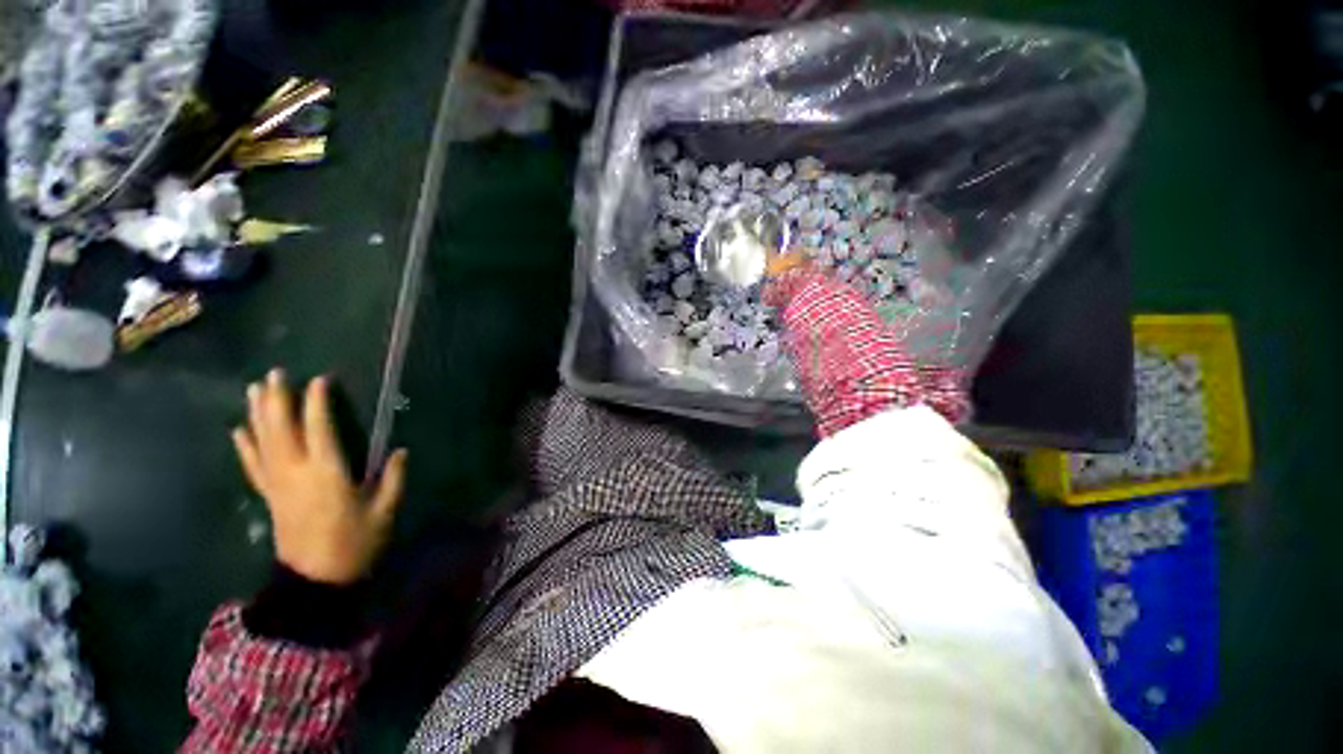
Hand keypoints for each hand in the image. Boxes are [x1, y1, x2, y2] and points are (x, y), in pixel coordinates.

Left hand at [232, 369, 407, 584]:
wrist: (314, 581)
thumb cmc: (354, 543)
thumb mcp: (383, 511)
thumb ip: (394, 479)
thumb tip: (401, 451)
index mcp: (327, 473)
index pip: (319, 429)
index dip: (318, 402)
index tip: (321, 379)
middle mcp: (296, 472)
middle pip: (281, 429)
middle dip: (278, 399)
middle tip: (275, 373)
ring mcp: (278, 484)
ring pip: (263, 442)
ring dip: (257, 414)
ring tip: (254, 389)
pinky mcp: (269, 496)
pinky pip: (253, 465)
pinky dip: (245, 446)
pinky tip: (238, 430)